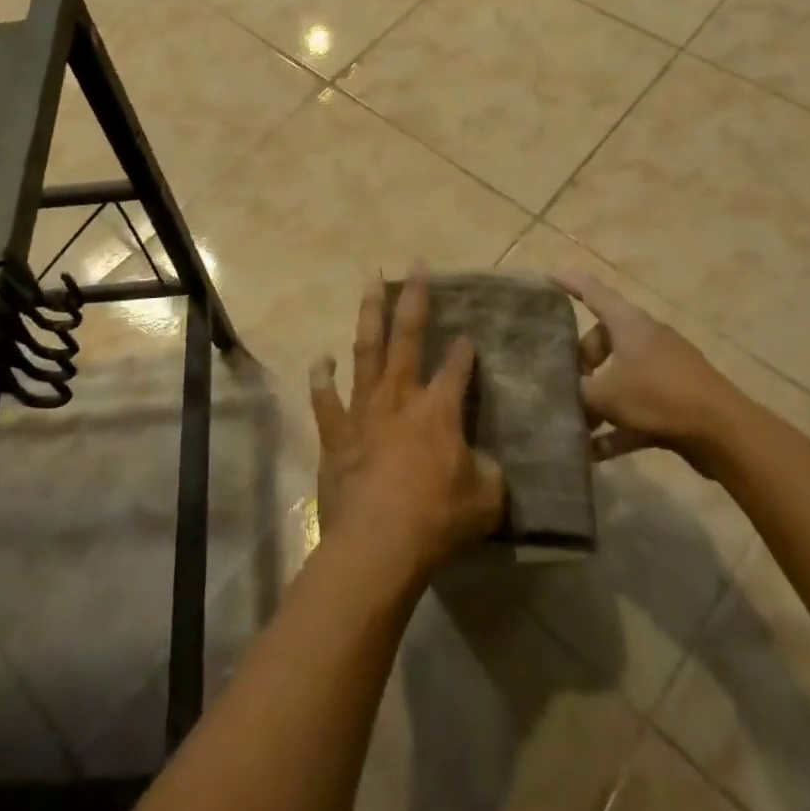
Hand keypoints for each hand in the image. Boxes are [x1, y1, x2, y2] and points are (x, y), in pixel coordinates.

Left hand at [309, 272, 504, 586]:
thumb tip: (484, 464)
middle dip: (415, 298)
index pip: (457, 369)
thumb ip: (488, 474)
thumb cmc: (437, 521)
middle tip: (416, 265)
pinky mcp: (336, 432)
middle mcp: (400, 397)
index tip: (470, 337)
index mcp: (439, 410)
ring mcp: (363, 410)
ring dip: (369, 314)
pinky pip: (325, 399)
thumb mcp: (485, 501)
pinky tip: (321, 358)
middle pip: (408, 337)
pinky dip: (321, 378)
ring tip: (370, 281)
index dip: (465, 352)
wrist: (377, 546)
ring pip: (366, 350)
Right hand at [555, 272, 743, 466]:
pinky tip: (595, 452)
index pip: (592, 291)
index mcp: (628, 323)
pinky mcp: (674, 400)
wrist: (724, 433)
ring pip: (619, 374)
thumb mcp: (605, 394)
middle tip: (563, 381)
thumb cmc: (658, 395)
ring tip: (575, 421)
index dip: (568, 283)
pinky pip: (636, 407)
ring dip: (597, 397)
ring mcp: (663, 369)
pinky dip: (616, 425)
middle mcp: (645, 338)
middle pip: (603, 338)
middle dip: (580, 360)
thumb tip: (551, 393)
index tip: (545, 278)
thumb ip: (575, 392)